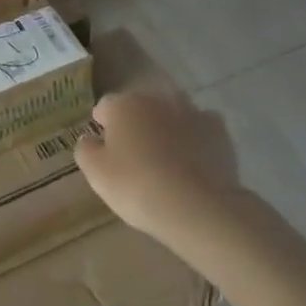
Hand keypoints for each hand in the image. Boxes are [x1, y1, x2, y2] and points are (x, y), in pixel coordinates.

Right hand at [74, 84, 247, 243]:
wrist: (197, 207)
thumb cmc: (137, 186)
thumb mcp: (96, 173)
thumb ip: (86, 149)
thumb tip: (90, 138)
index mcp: (124, 104)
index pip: (105, 107)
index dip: (103, 127)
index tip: (105, 150)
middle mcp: (157, 98)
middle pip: (140, 107)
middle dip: (137, 124)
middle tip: (135, 157)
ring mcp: (192, 111)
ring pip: (172, 115)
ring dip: (166, 128)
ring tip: (167, 160)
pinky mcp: (219, 131)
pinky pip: (200, 129)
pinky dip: (195, 140)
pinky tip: (193, 163)